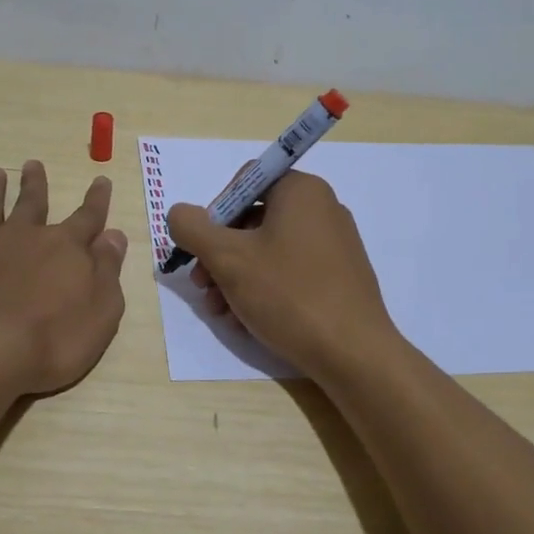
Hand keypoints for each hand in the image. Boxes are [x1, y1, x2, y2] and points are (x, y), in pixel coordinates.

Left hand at [0, 161, 128, 396]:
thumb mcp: (101, 311)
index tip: (100, 180)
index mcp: (65, 248)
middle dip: (35, 184)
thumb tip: (114, 235)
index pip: (87, 218)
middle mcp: (23, 237)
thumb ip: (108, 270)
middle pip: (32, 204)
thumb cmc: (52, 340)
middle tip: (33, 164)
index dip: (97, 200)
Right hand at [166, 170, 398, 380]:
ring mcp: (335, 244)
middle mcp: (322, 208)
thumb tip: (179, 214)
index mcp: (301, 190)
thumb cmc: (288, 294)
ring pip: (269, 250)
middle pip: (254, 219)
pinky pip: (291, 270)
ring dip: (236, 276)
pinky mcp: (340, 276)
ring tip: (221, 311)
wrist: (353, 353)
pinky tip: (247, 319)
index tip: (202, 248)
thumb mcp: (227, 258)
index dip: (215, 212)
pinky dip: (264, 288)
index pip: (245, 181)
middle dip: (221, 253)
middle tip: (203, 286)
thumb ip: (193, 228)